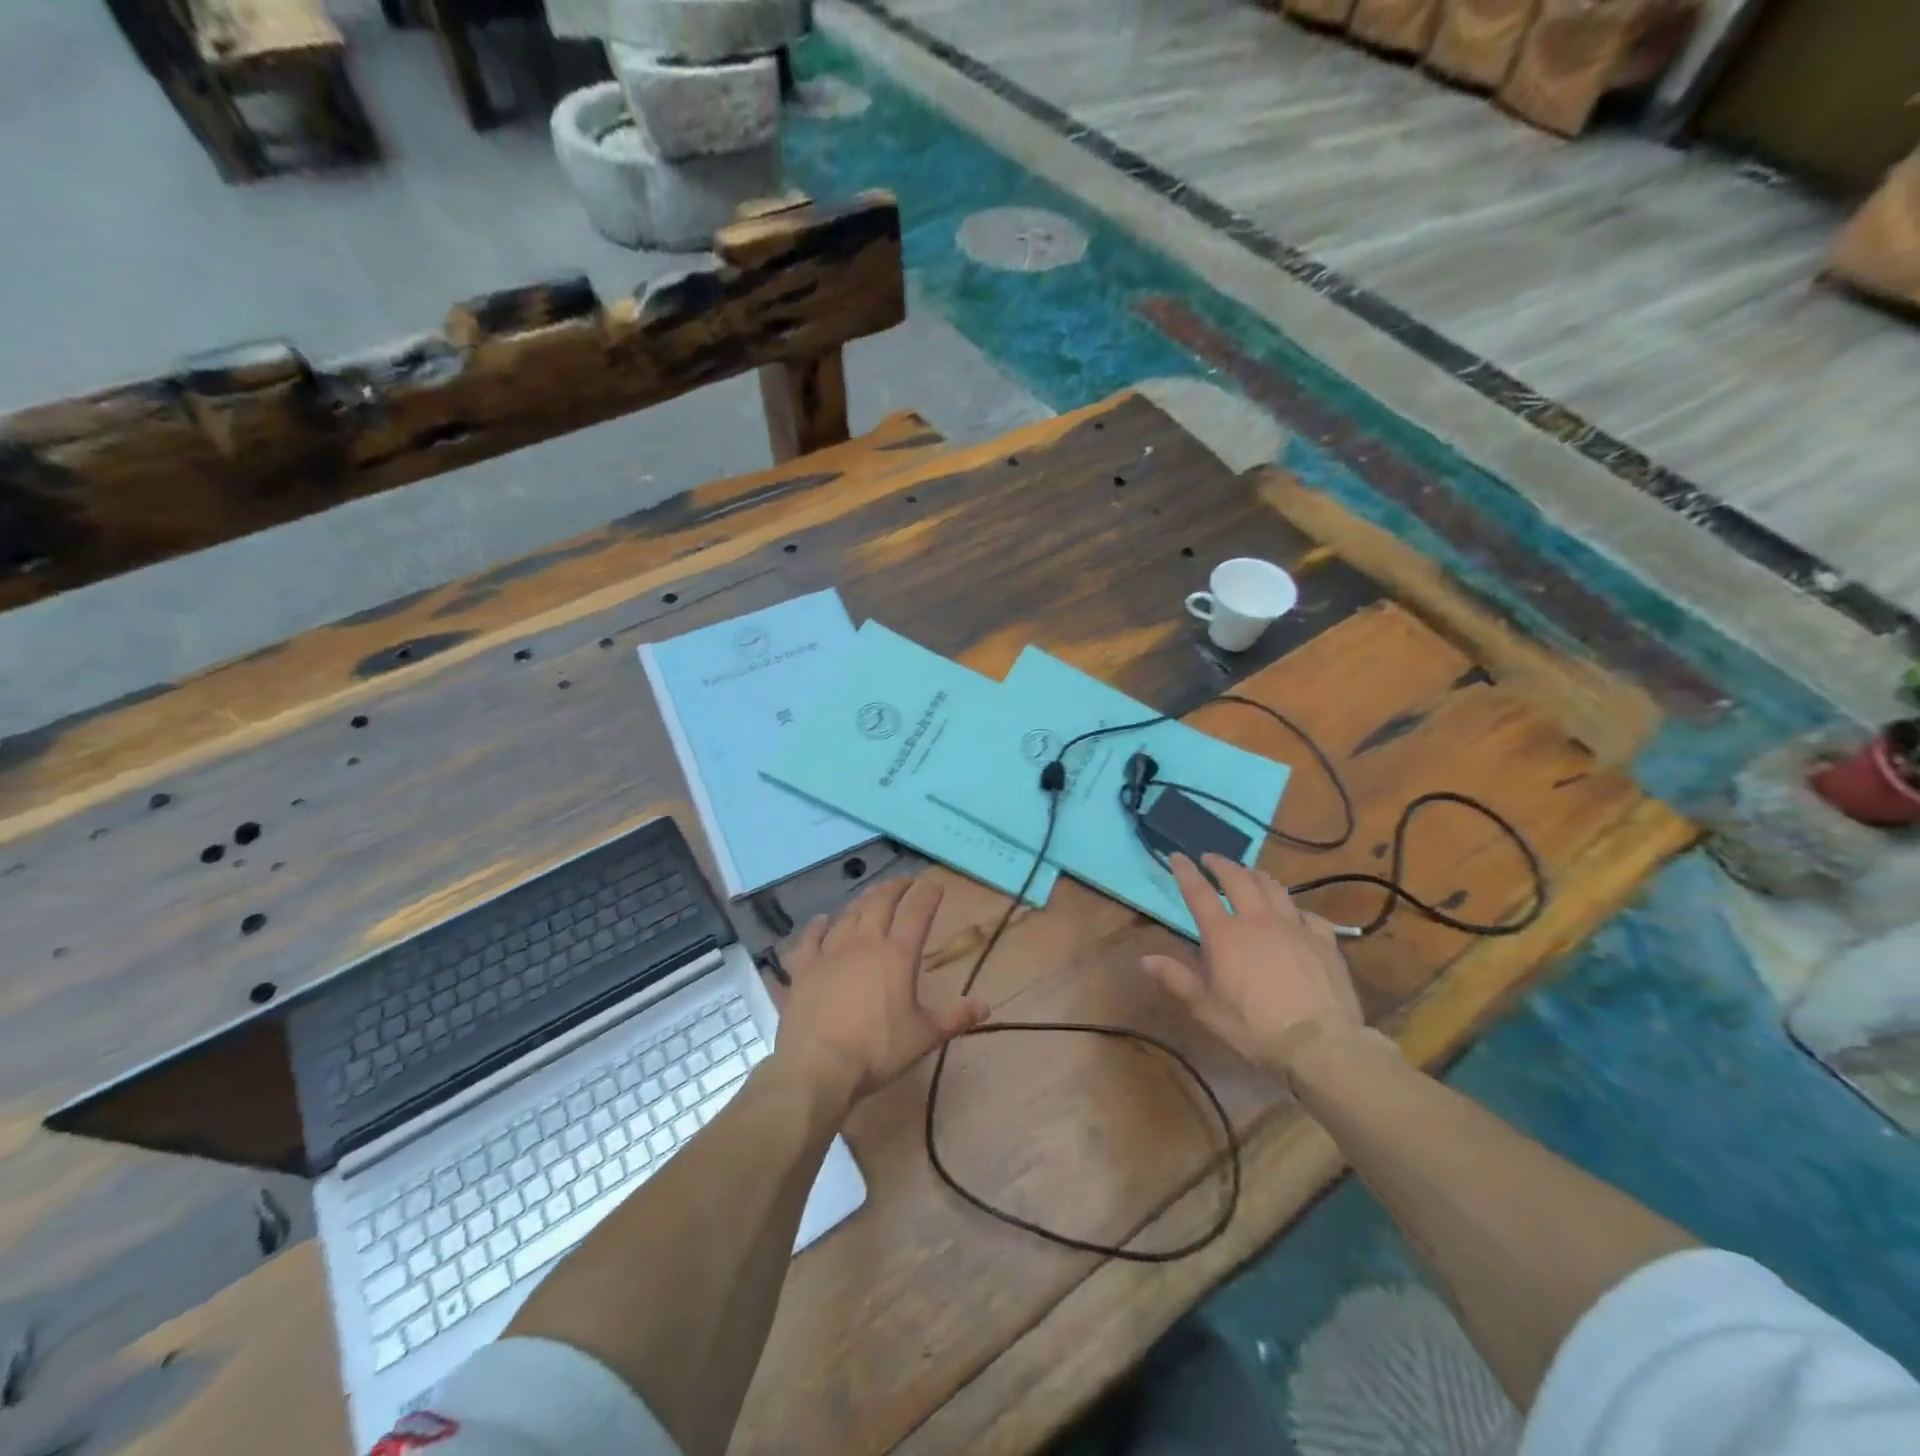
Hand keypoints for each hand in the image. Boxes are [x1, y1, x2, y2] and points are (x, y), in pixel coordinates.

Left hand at [776, 873, 987, 1110]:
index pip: (917, 914)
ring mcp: (831, 952)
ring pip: (849, 915)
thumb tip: (986, 1005)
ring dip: (862, 900)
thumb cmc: (877, 1050)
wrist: (818, 1065)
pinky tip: (821, 919)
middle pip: (881, 904)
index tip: (935, 883)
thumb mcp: (923, 1037)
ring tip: (871, 893)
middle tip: (904, 880)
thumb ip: (955, 1018)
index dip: (928, 895)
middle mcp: (865, 944)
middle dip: (895, 888)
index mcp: (897, 956)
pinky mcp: (804, 968)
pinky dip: (817, 926)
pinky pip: (810, 938)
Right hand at [1142, 853, 1364, 1077]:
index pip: (1199, 893)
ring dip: (1257, 875)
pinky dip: (1296, 908)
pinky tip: (1295, 913)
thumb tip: (1145, 960)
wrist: (1319, 1043)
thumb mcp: (1206, 1008)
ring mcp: (1294, 927)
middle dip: (1222, 864)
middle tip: (1211, 858)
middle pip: (1238, 879)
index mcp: (1224, 934)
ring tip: (1249, 873)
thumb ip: (1176, 979)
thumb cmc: (1254, 1027)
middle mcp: (1257, 920)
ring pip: (1273, 888)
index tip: (1177, 856)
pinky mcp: (1323, 940)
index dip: (1185, 872)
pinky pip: (1309, 914)